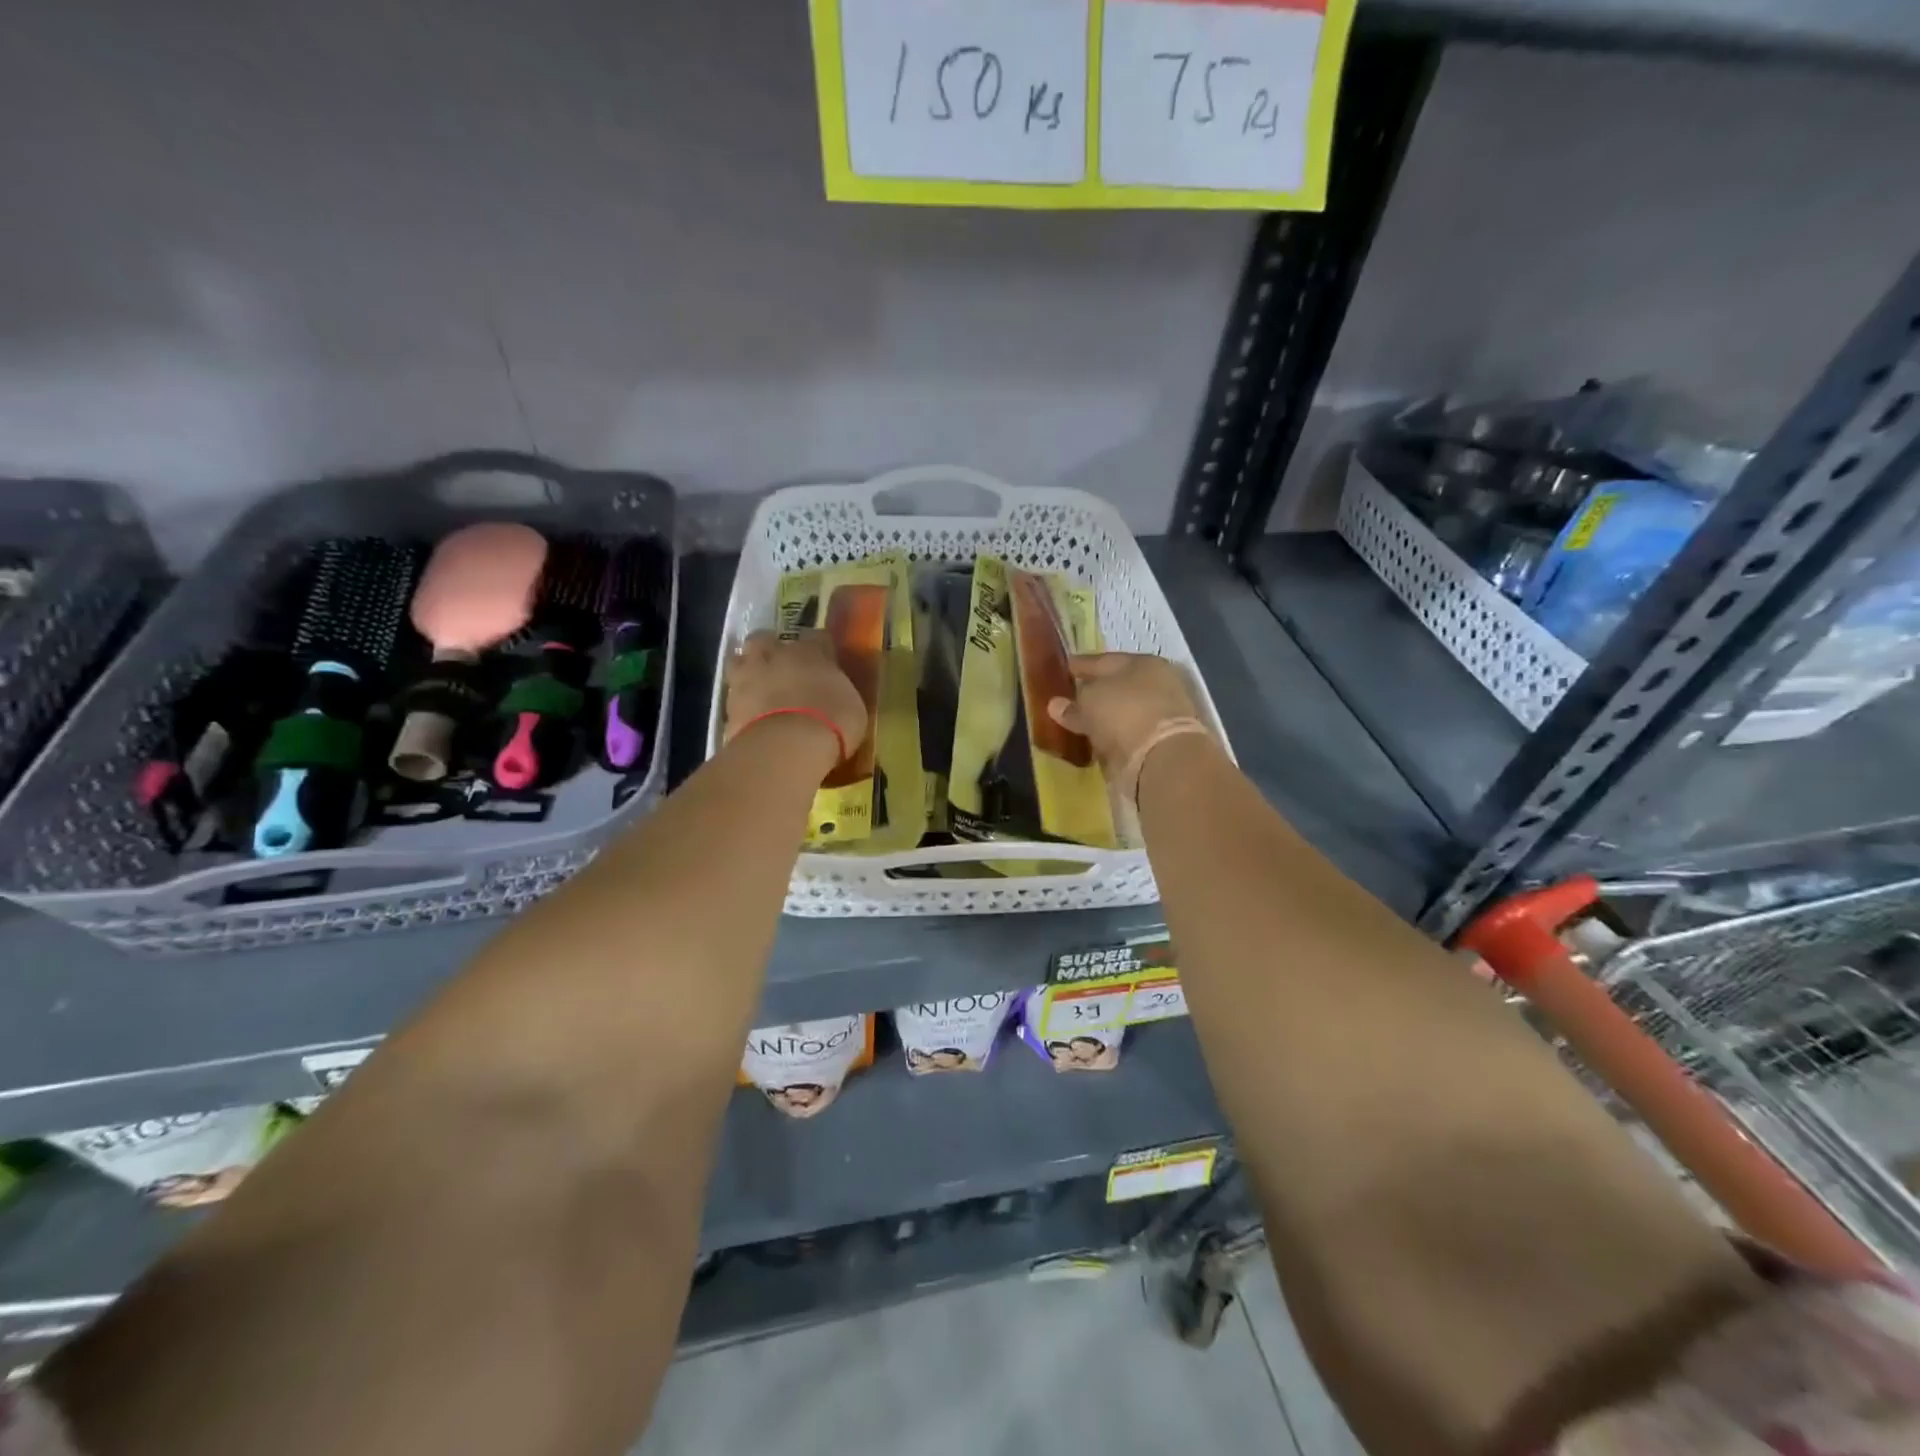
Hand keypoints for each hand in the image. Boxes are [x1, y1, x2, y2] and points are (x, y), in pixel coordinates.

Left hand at [724, 630, 868, 762]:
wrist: (787, 746)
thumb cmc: (832, 721)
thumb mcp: (852, 706)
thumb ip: (839, 693)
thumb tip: (835, 693)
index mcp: (810, 652)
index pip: (817, 637)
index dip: (820, 649)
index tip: (825, 661)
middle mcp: (775, 656)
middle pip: (765, 639)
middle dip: (770, 649)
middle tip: (781, 667)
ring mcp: (746, 678)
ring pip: (738, 661)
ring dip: (747, 670)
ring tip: (758, 688)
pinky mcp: (728, 705)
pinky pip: (732, 696)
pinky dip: (740, 703)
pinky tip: (750, 716)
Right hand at [1046, 653, 1207, 785]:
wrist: (1163, 758)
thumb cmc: (1124, 713)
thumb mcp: (1089, 701)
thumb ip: (1072, 704)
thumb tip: (1056, 705)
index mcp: (1143, 662)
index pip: (1104, 660)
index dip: (1080, 665)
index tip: (1062, 669)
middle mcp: (1157, 684)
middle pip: (1117, 686)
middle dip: (1094, 692)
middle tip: (1068, 699)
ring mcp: (1162, 714)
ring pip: (1124, 711)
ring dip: (1104, 717)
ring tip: (1079, 724)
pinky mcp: (1162, 743)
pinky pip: (1128, 734)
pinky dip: (1113, 737)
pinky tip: (1096, 742)